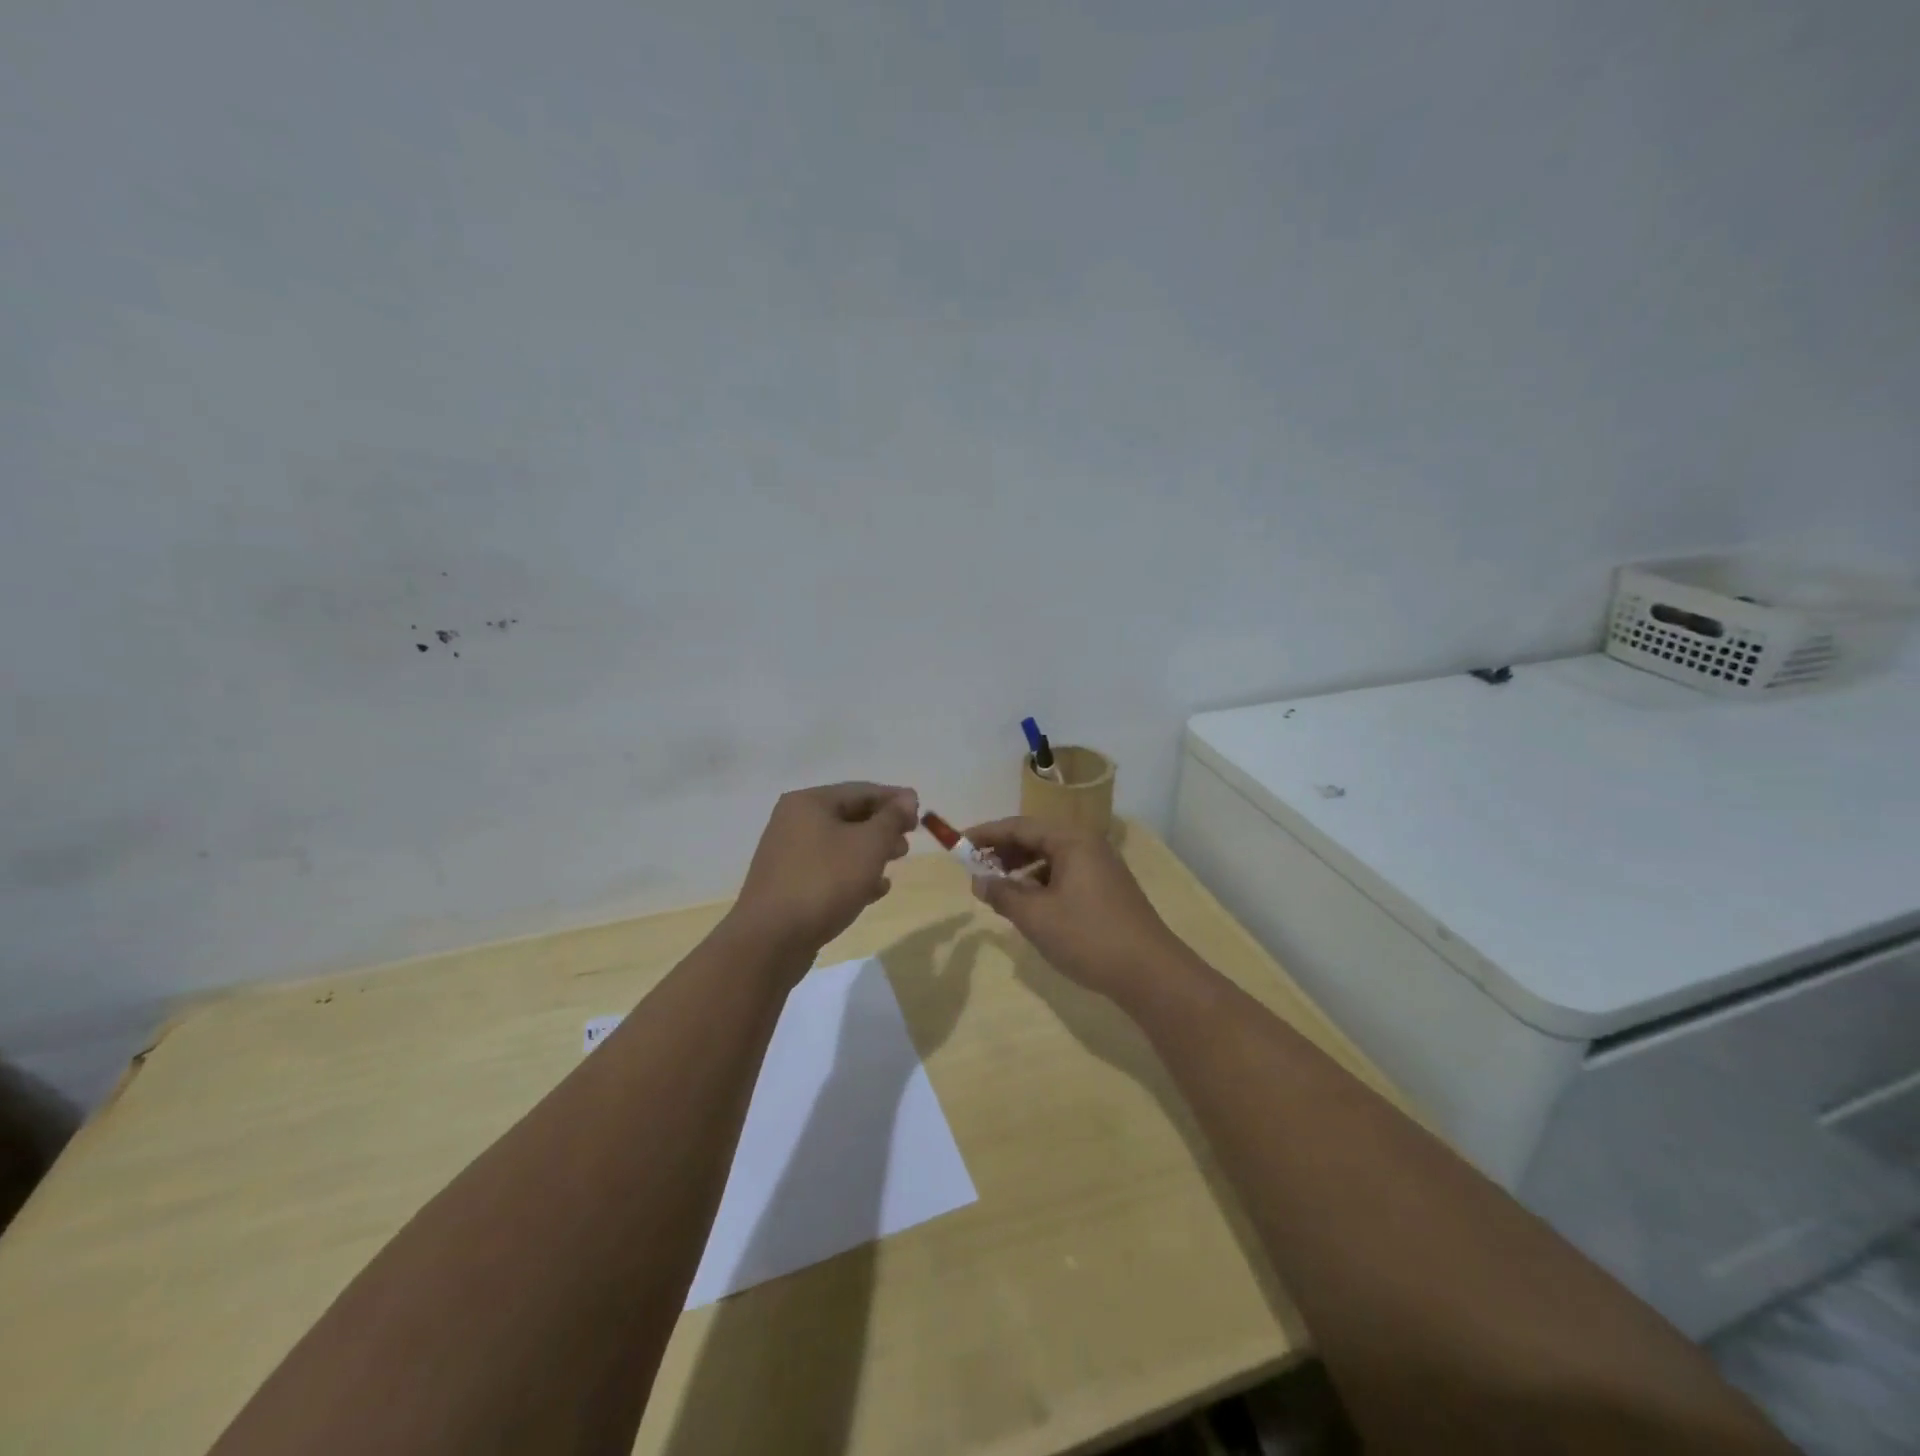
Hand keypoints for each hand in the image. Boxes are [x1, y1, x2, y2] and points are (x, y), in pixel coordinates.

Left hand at [730, 782, 918, 962]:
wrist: (771, 939)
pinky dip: (853, 874)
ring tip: (895, 864)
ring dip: (871, 852)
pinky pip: (828, 870)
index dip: (895, 800)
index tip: (921, 813)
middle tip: (908, 843)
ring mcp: (789, 855)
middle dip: (883, 828)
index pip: (861, 790)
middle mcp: (794, 822)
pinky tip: (875, 890)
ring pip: (840, 845)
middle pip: (849, 816)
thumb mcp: (868, 845)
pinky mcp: (789, 885)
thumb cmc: (825, 881)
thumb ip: (891, 819)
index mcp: (809, 803)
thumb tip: (907, 798)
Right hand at [964, 818, 1190, 1002]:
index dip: (987, 834)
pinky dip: (1041, 882)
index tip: (959, 844)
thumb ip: (1003, 894)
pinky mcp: (1107, 889)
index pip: (1020, 826)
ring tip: (998, 887)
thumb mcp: (1036, 917)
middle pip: (1037, 838)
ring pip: (1051, 857)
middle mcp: (1088, 845)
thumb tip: (979, 881)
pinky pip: (1065, 873)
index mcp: (1071, 841)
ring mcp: (1101, 867)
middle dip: (1004, 851)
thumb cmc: (1088, 937)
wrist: (1150, 973)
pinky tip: (1029, 903)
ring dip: (1022, 868)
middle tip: (975, 868)